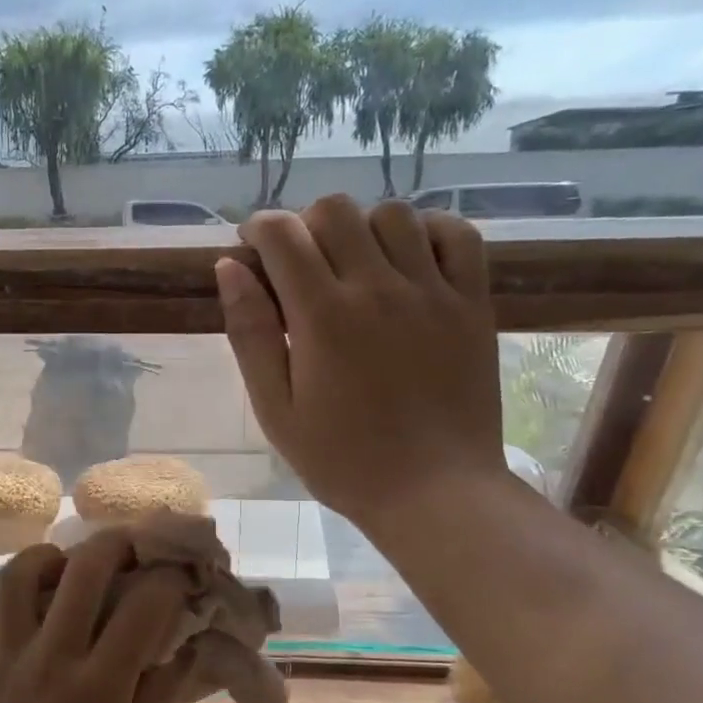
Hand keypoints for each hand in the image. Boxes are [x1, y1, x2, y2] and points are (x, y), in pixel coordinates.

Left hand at [0, 530, 190, 702]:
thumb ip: (163, 683)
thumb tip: (189, 633)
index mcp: (98, 688)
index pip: (143, 606)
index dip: (170, 579)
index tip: (181, 572)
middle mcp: (49, 660)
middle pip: (85, 568)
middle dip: (119, 541)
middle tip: (136, 542)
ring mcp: (5, 655)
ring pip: (22, 571)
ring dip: (55, 554)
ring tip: (74, 563)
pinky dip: (14, 582)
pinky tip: (36, 590)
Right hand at [216, 194, 506, 531]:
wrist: (434, 492)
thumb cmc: (342, 460)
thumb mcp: (276, 409)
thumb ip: (250, 334)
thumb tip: (230, 267)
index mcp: (322, 316)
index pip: (282, 235)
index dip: (258, 229)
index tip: (252, 249)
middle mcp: (378, 287)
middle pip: (335, 210)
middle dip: (304, 225)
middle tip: (299, 265)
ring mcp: (433, 291)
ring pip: (392, 213)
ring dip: (361, 228)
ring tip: (353, 266)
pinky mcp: (473, 303)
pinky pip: (456, 234)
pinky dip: (426, 231)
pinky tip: (407, 261)